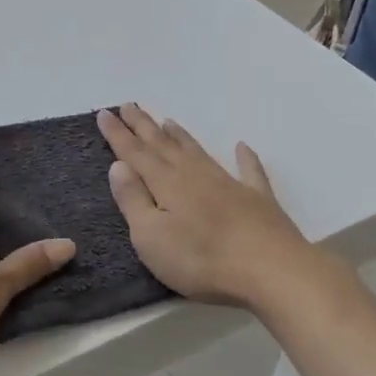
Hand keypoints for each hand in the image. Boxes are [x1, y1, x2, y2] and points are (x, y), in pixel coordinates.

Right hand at [98, 104, 318, 306]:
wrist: (271, 270)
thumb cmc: (201, 259)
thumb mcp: (151, 237)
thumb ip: (133, 200)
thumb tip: (119, 165)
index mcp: (166, 183)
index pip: (135, 153)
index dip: (118, 134)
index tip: (104, 113)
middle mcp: (195, 175)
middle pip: (164, 145)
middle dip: (144, 126)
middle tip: (130, 105)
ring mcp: (229, 184)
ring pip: (198, 152)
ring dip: (181, 136)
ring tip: (168, 121)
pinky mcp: (258, 200)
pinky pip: (249, 171)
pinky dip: (245, 158)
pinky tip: (242, 147)